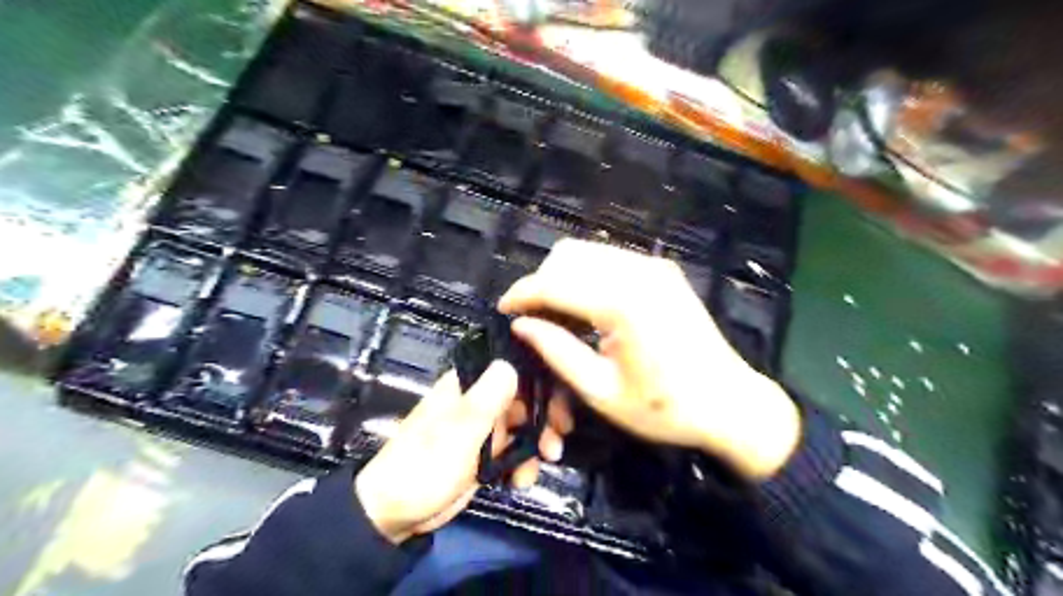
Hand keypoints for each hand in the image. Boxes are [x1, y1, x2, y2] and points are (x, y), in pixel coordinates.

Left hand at [352, 363, 568, 543]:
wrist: (395, 515)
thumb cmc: (424, 467)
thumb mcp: (458, 433)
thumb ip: (485, 399)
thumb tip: (509, 362)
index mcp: (469, 385)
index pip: (514, 367)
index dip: (542, 382)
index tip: (560, 407)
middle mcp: (480, 399)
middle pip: (526, 397)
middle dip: (545, 420)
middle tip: (556, 444)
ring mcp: (484, 427)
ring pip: (525, 425)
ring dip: (537, 445)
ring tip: (540, 466)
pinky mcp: (486, 453)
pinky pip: (516, 450)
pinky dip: (524, 464)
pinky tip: (521, 481)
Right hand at [498, 238, 797, 480]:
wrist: (730, 404)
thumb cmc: (664, 408)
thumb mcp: (601, 391)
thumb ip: (556, 351)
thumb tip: (521, 324)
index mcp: (622, 303)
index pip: (553, 283)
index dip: (521, 294)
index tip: (503, 311)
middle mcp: (638, 272)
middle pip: (567, 256)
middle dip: (542, 283)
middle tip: (534, 320)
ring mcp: (654, 267)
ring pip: (587, 253)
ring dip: (563, 277)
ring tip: (558, 316)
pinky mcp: (662, 271)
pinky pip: (610, 260)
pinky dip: (588, 276)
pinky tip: (588, 308)